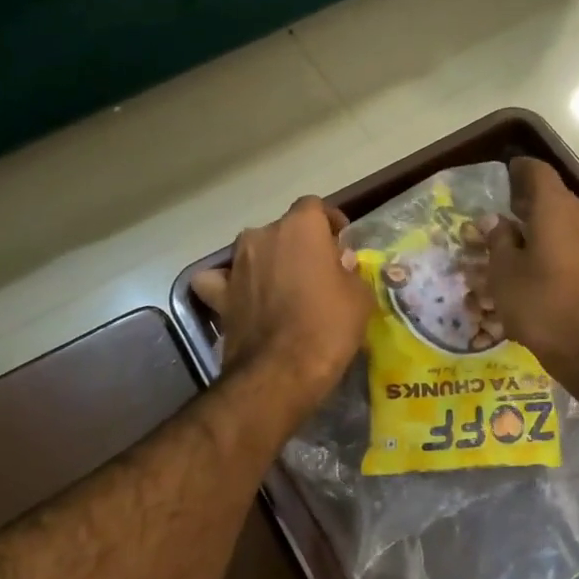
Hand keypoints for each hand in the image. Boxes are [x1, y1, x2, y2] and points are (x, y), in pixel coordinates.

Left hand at [192, 197, 372, 410]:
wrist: (281, 372)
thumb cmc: (329, 327)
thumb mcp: (359, 297)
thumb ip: (349, 271)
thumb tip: (339, 261)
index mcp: (301, 227)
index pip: (314, 206)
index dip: (329, 222)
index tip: (341, 242)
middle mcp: (263, 235)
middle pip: (284, 229)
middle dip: (300, 245)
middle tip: (317, 271)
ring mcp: (236, 264)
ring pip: (254, 250)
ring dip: (268, 262)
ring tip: (283, 287)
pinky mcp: (219, 294)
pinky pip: (220, 279)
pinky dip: (229, 284)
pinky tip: (241, 296)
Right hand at [487, 158, 578, 384]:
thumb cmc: (542, 307)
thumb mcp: (504, 275)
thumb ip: (499, 241)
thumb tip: (497, 222)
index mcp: (556, 207)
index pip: (537, 171)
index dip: (519, 172)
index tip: (506, 179)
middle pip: (560, 198)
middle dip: (538, 207)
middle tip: (516, 224)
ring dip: (565, 229)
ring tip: (546, 248)